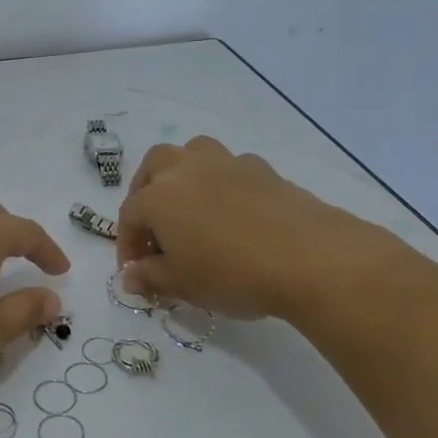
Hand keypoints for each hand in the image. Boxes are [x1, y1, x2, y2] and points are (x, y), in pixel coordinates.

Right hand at [116, 136, 389, 319]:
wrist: (309, 258)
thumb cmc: (232, 274)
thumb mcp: (183, 285)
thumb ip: (151, 277)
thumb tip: (130, 275)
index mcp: (158, 197)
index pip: (129, 216)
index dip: (127, 244)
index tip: (134, 271)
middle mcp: (187, 170)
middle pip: (155, 165)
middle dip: (146, 191)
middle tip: (154, 225)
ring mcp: (227, 164)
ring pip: (193, 152)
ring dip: (183, 173)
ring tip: (190, 206)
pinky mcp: (263, 169)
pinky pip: (230, 167)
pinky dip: (222, 182)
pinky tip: (232, 211)